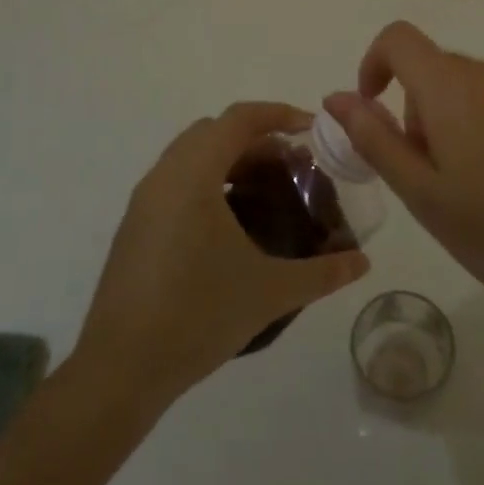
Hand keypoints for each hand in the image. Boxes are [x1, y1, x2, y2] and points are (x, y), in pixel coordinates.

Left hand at [72, 102, 369, 406]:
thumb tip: (363, 263)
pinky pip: (175, 181)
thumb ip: (322, 273)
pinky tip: (230, 223)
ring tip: (265, 191)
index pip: (238, 119)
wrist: (120, 370)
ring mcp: (143, 202)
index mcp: (193, 175)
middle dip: (256, 137)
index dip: (278, 114)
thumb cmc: (197, 316)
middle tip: (292, 165)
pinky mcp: (134, 226)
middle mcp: (164, 176)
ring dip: (229, 158)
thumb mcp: (269, 292)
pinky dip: (207, 180)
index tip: (312, 129)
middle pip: (214, 131)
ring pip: (191, 155)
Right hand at [323, 22, 483, 320]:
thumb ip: (372, 136)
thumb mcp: (420, 193)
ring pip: (478, 85)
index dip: (376, 63)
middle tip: (434, 171)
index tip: (376, 107)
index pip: (399, 39)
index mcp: (451, 88)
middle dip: (422, 108)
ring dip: (463, 115)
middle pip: (438, 69)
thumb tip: (336, 97)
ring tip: (482, 179)